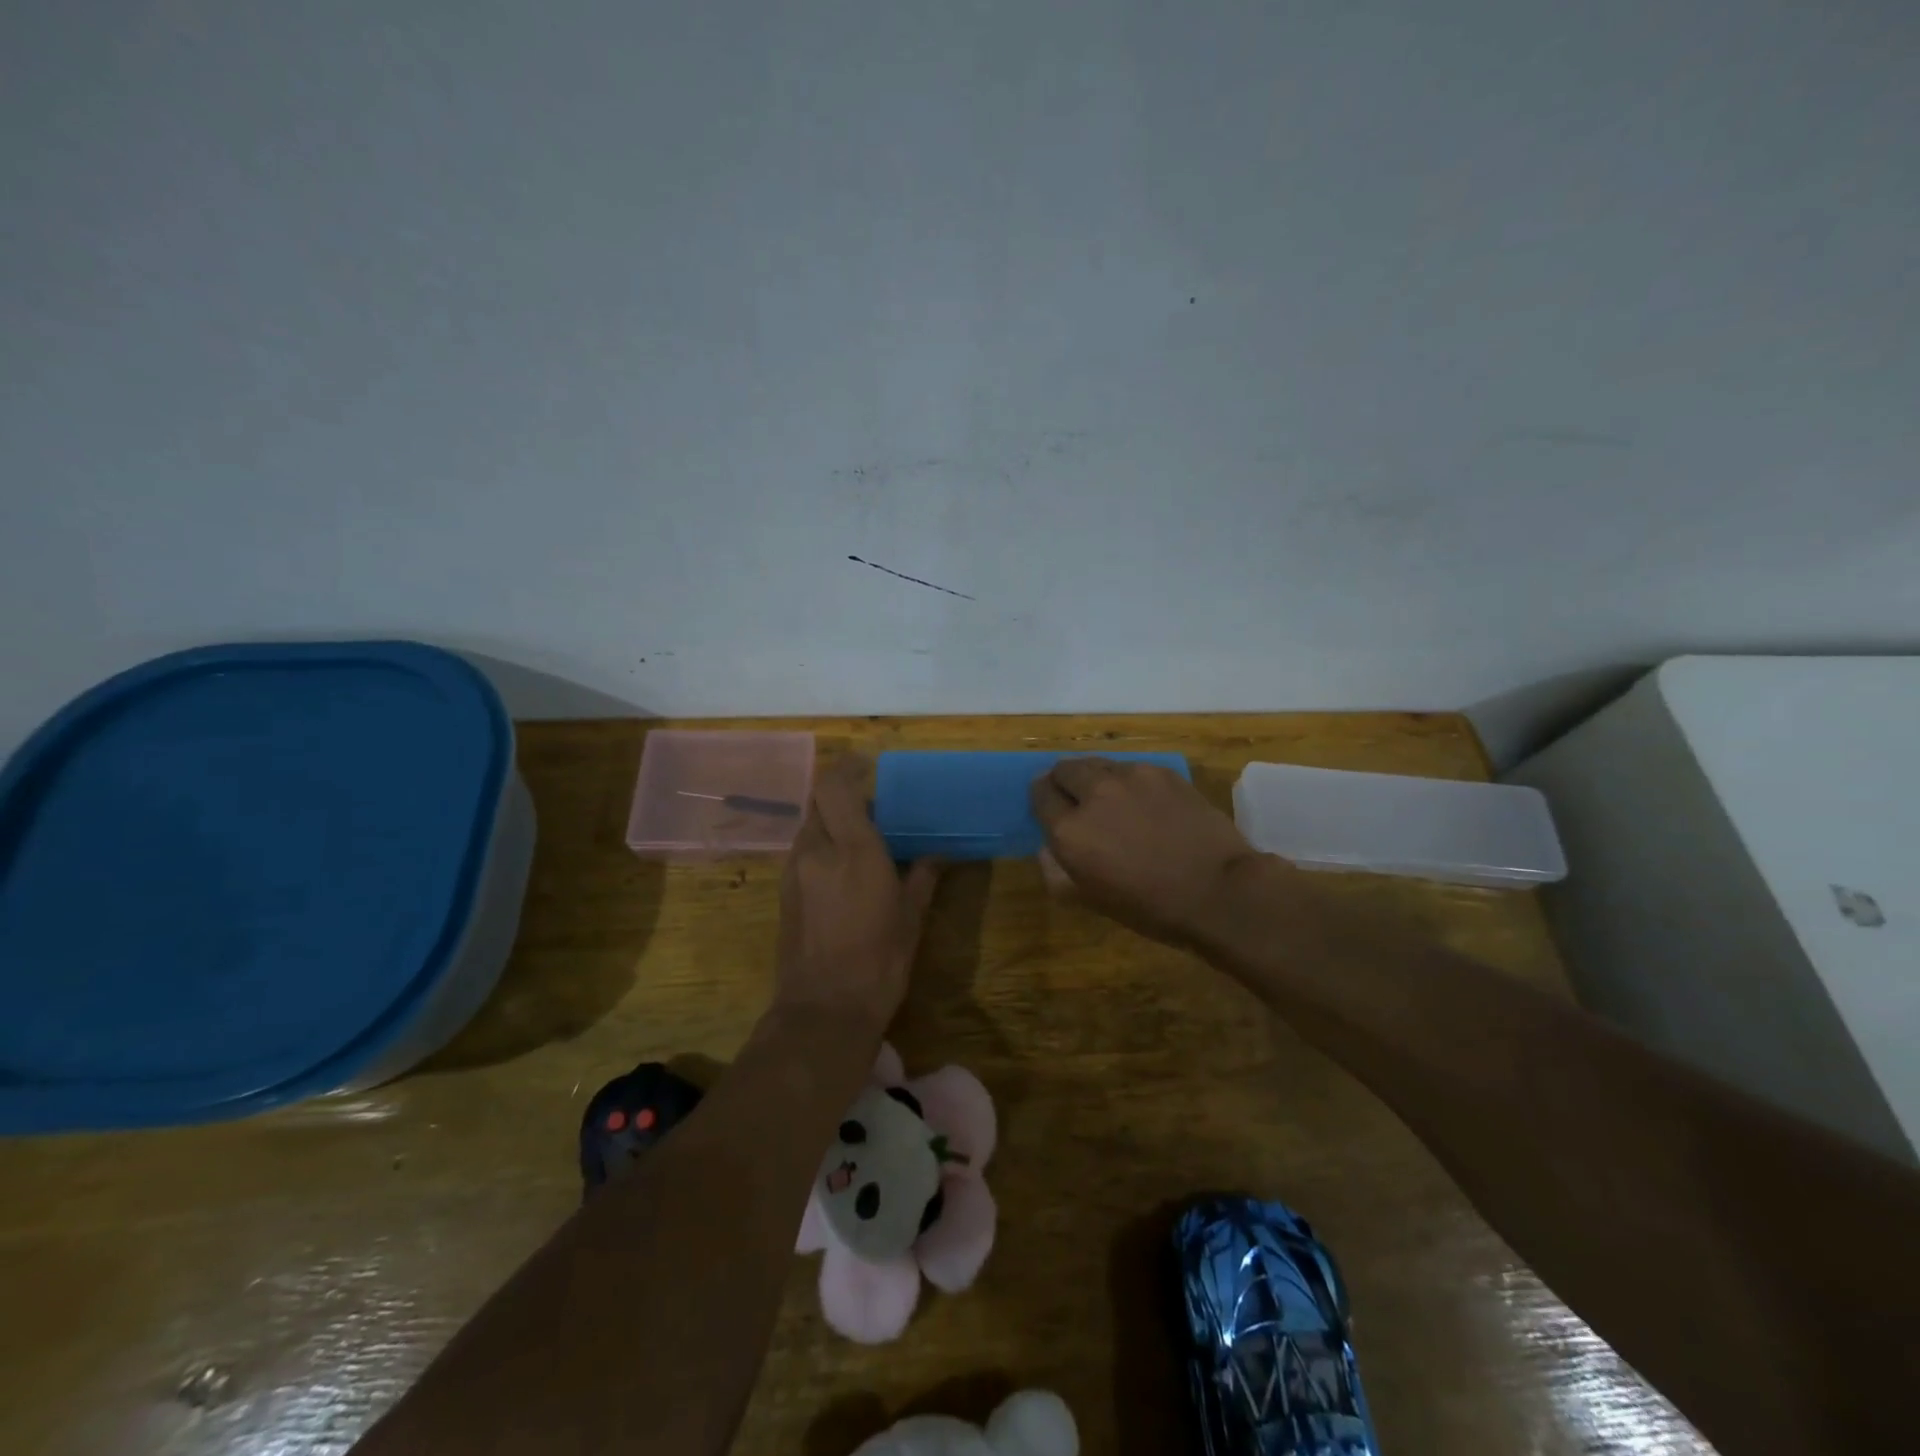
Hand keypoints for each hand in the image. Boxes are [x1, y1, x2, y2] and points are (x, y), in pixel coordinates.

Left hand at [775, 755, 942, 1030]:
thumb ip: (923, 876)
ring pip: (809, 827)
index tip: (868, 765)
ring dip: (831, 823)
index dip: (847, 767)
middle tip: (872, 807)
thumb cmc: (879, 961)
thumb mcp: (911, 917)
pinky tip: (843, 872)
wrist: (823, 1011)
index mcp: (853, 850)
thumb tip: (938, 853)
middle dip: (842, 796)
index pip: (834, 785)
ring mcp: (794, 871)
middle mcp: (817, 851)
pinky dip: (821, 848)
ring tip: (859, 841)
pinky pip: (802, 852)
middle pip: (819, 802)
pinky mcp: (783, 893)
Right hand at [1030, 757, 1261, 946]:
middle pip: (1064, 769)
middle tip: (1078, 801)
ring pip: (1097, 763)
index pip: (1039, 794)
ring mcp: (1130, 777)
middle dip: (1064, 782)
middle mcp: (1093, 793)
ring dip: (1095, 778)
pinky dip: (1128, 781)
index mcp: (1069, 829)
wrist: (1219, 890)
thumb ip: (1057, 870)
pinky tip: (1146, 803)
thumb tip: (1047, 847)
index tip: (1051, 809)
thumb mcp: (1091, 899)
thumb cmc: (1151, 907)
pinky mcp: (1161, 771)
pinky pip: (1131, 768)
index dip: (1043, 800)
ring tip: (1112, 800)